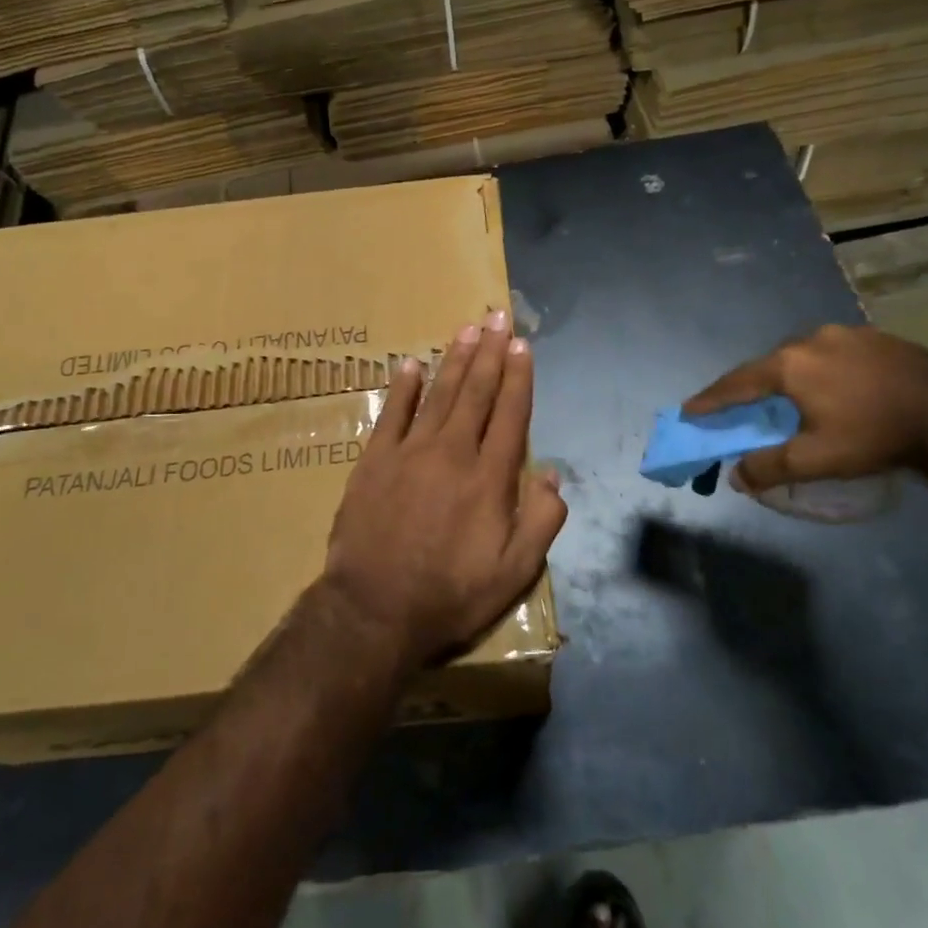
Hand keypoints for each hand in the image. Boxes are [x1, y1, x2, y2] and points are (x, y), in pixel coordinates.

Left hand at [323, 310, 567, 671]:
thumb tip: (553, 473)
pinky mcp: (374, 461)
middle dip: (490, 352)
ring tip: (467, 329)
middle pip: (476, 391)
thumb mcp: (515, 571)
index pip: (511, 414)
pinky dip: (403, 387)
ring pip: (439, 394)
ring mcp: (409, 452)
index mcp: (490, 477)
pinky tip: (411, 365)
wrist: (376, 610)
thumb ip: (542, 519)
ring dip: (454, 358)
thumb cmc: (451, 594)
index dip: (518, 377)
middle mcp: (452, 452)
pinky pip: (392, 414)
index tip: (522, 345)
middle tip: (497, 317)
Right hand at [683, 325, 927, 492]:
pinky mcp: (875, 337)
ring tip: (792, 399)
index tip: (689, 410)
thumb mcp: (817, 459)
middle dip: (751, 388)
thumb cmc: (875, 434)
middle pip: (767, 366)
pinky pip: (832, 354)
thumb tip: (735, 476)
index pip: (736, 383)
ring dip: (789, 377)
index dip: (710, 399)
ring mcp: (845, 333)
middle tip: (742, 407)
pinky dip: (821, 371)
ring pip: (801, 356)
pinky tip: (835, 388)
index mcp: (788, 365)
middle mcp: (810, 340)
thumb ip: (769, 466)